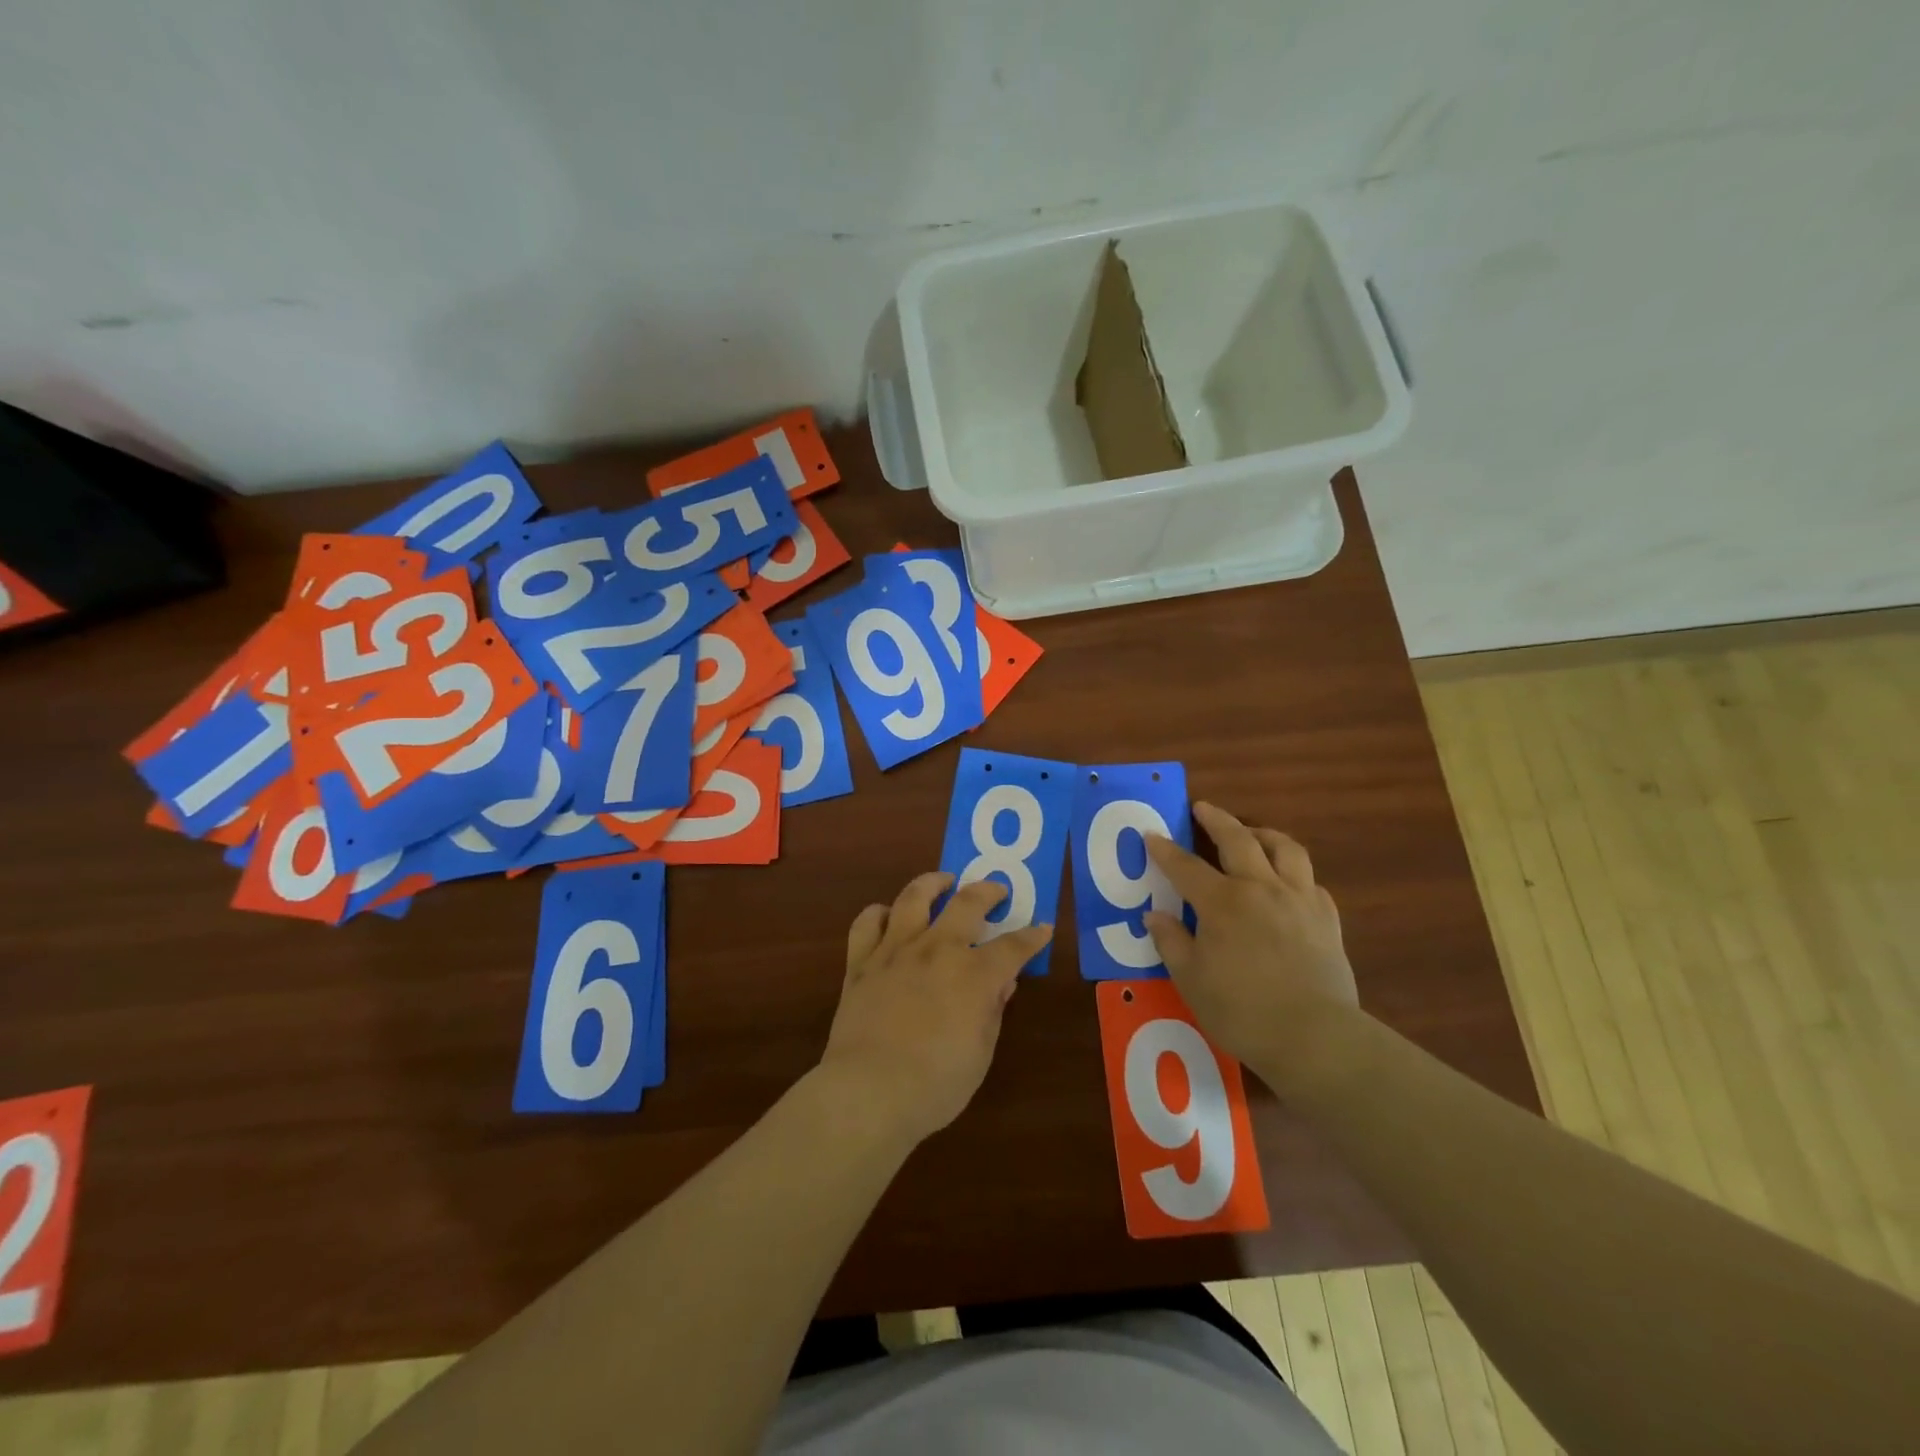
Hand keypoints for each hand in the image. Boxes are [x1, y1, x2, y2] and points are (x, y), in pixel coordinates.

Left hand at [817, 873, 1052, 1147]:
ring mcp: (896, 950)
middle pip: (967, 903)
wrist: (869, 1090)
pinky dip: (879, 914)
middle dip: (988, 891)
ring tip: (942, 881)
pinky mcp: (862, 962)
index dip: (1032, 937)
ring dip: (932, 883)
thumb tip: (1002, 984)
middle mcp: (937, 949)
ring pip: (914, 897)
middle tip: (996, 889)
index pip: (1013, 947)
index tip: (1042, 928)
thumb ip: (992, 1011)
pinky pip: (867, 923)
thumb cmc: (936, 1083)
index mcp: (974, 974)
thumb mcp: (980, 1053)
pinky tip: (887, 916)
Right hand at [1143, 802, 1357, 1071]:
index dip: (1165, 849)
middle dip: (1217, 820)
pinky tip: (1287, 881)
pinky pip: (1310, 881)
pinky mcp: (1326, 919)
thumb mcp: (1191, 978)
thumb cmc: (1241, 1009)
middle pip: (1238, 840)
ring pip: (1285, 849)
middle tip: (1203, 807)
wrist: (1315, 1036)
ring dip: (1263, 833)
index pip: (1185, 866)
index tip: (1151, 834)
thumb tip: (1154, 915)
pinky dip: (1293, 872)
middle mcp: (1261, 888)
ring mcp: (1299, 899)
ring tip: (1251, 832)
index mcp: (1222, 902)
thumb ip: (1171, 941)